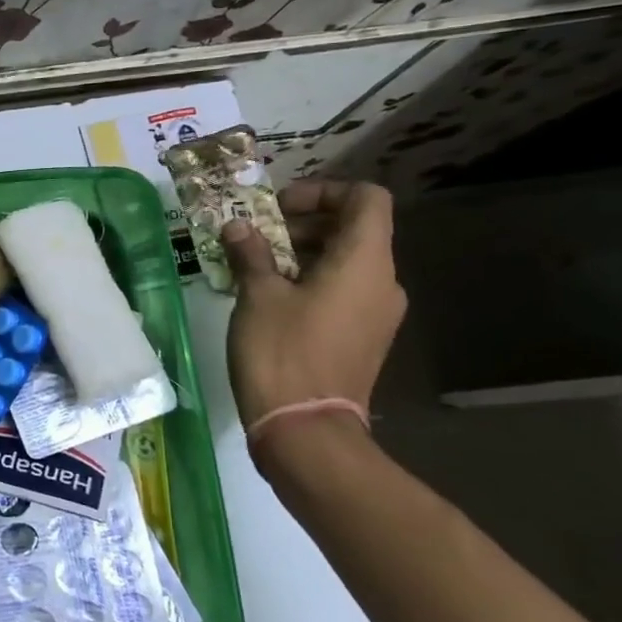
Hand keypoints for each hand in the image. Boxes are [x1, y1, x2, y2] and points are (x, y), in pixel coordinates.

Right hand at [220, 180, 405, 428]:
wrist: (305, 430)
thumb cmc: (282, 352)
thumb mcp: (257, 295)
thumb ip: (250, 253)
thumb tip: (238, 228)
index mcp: (365, 262)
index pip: (366, 198)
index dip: (324, 191)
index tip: (279, 208)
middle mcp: (383, 282)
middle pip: (354, 229)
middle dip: (303, 223)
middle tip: (256, 237)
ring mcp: (377, 314)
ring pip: (346, 262)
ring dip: (302, 254)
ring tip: (255, 267)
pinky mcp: (364, 338)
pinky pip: (343, 292)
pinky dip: (311, 281)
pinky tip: (270, 299)